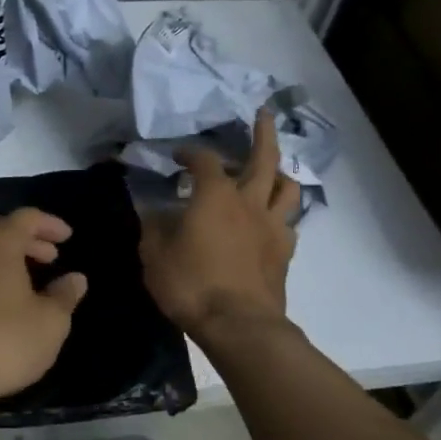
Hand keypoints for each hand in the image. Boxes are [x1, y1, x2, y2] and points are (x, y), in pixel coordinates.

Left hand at [0, 208, 88, 411]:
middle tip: (49, 258)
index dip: (49, 224)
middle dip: (26, 240)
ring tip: (25, 284)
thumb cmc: (2, 341)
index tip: (67, 237)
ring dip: (3, 261)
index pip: (26, 218)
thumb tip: (75, 278)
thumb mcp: (49, 323)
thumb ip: (64, 296)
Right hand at [140, 108, 298, 344]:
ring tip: (271, 171)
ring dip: (279, 173)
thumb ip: (153, 227)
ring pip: (287, 186)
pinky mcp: (285, 251)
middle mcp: (249, 201)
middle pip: (264, 157)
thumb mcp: (154, 254)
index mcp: (215, 195)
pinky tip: (270, 220)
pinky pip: (289, 222)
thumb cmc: (190, 284)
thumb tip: (151, 209)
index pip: (204, 159)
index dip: (191, 152)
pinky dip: (280, 213)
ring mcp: (272, 226)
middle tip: (264, 114)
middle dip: (264, 132)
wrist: (238, 325)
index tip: (179, 156)